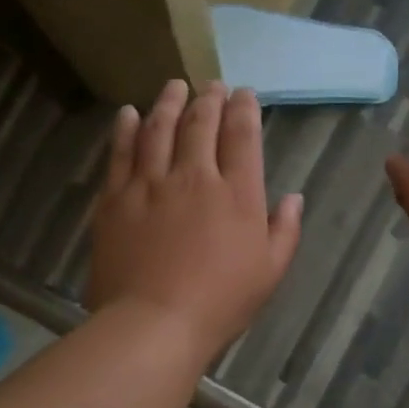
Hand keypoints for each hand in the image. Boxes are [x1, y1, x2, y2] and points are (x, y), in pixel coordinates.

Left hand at [89, 79, 303, 361]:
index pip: (243, 137)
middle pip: (201, 124)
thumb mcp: (270, 272)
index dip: (244, 109)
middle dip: (209, 99)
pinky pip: (120, 152)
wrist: (154, 323)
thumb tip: (293, 197)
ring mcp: (150, 184)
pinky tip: (128, 114)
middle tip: (211, 85)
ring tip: (174, 86)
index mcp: (237, 194)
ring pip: (159, 129)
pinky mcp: (115, 198)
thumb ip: (284, 230)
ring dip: (169, 103)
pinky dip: (125, 128)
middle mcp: (194, 177)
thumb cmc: (220, 303)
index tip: (244, 94)